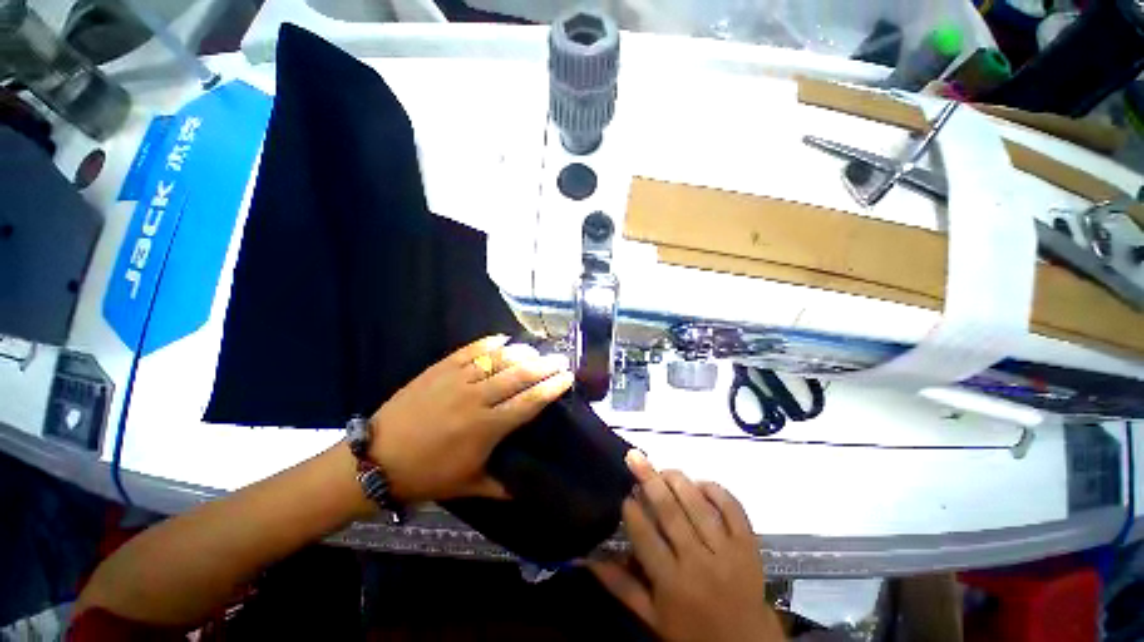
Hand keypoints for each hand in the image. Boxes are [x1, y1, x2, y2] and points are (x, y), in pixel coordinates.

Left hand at [369, 335, 572, 502]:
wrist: (376, 458)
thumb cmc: (426, 474)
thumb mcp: (468, 486)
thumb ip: (501, 486)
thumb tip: (526, 490)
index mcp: (486, 428)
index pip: (529, 402)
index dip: (551, 388)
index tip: (567, 377)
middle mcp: (476, 399)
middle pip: (518, 375)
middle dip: (544, 365)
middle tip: (560, 359)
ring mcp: (457, 380)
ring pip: (497, 359)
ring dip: (521, 352)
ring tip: (536, 350)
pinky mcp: (440, 369)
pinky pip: (470, 350)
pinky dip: (489, 343)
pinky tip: (503, 339)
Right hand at [589, 453, 784, 641]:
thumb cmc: (692, 633)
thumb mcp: (651, 617)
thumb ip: (619, 585)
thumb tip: (582, 559)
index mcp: (671, 582)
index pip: (645, 535)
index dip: (632, 510)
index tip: (624, 494)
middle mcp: (698, 562)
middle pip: (670, 511)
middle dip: (649, 479)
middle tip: (634, 457)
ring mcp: (727, 551)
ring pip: (698, 505)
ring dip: (678, 480)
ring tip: (662, 469)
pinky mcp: (749, 545)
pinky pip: (733, 508)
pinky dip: (716, 490)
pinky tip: (700, 483)